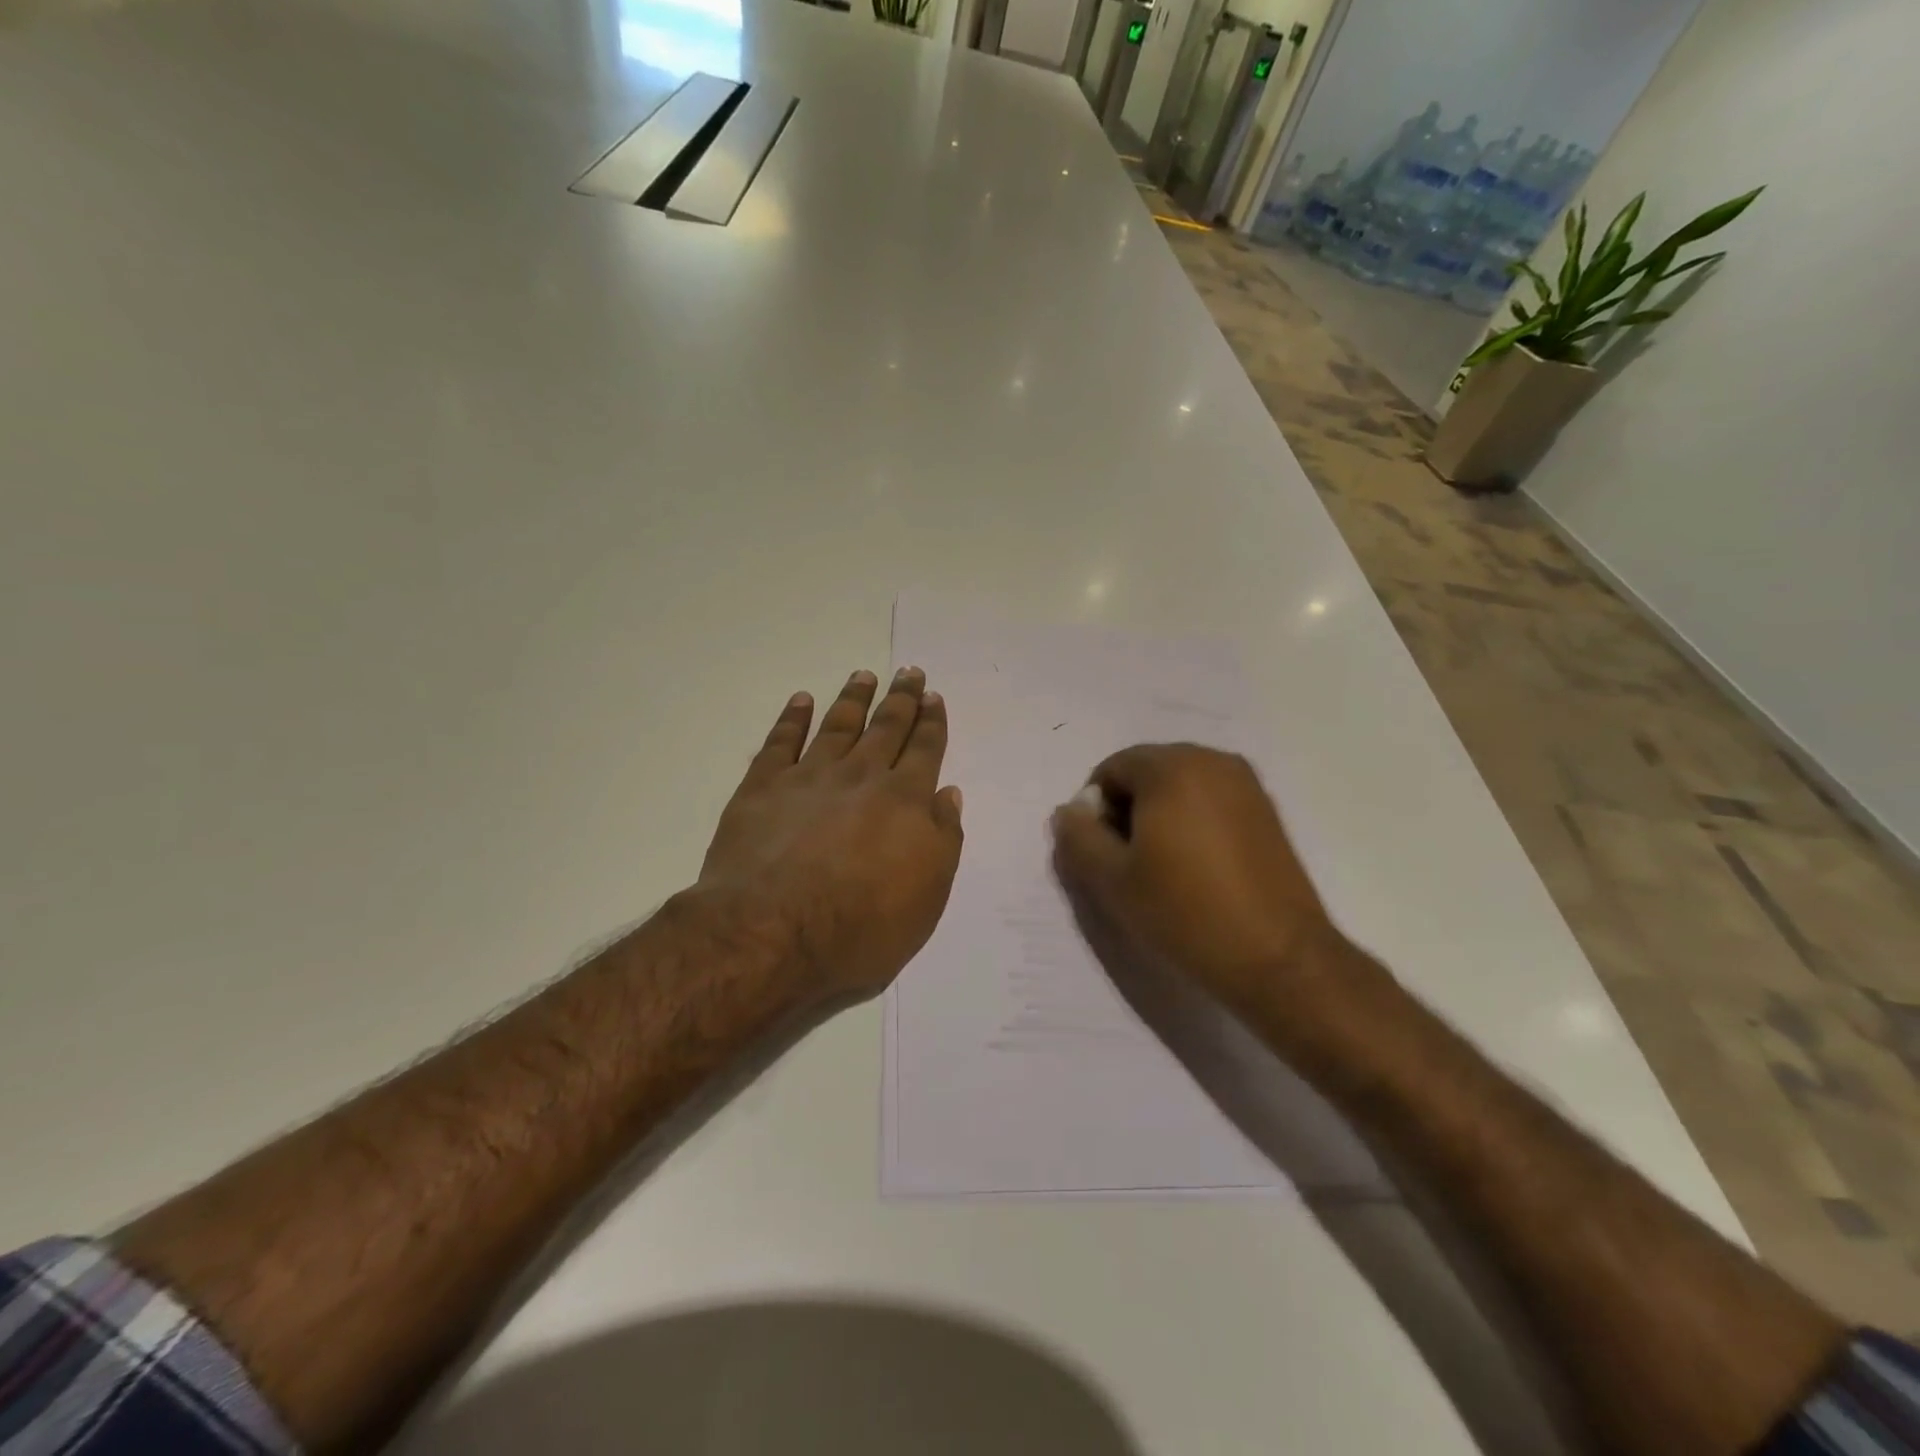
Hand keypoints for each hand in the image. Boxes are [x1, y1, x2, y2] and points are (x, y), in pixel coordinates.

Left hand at [697, 667, 963, 1005]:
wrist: (772, 933)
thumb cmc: (861, 926)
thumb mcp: (927, 896)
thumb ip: (943, 839)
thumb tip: (948, 793)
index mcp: (904, 801)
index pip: (925, 750)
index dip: (932, 722)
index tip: (934, 697)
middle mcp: (860, 777)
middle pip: (886, 728)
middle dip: (901, 699)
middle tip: (909, 671)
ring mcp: (809, 778)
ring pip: (838, 725)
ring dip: (854, 698)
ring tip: (864, 675)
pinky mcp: (762, 788)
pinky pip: (781, 742)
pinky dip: (792, 718)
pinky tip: (801, 700)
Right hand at [1049, 745, 1333, 1009]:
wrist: (1277, 957)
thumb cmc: (1184, 912)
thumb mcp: (1112, 880)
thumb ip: (1078, 837)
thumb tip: (1069, 812)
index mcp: (1172, 767)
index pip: (1112, 769)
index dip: (1096, 809)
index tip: (1103, 853)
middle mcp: (1212, 760)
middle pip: (1147, 772)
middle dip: (1128, 809)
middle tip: (1128, 862)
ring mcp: (1246, 784)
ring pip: (1180, 787)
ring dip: (1159, 816)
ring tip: (1163, 868)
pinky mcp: (1267, 811)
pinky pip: (1211, 801)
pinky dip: (1192, 822)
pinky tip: (1196, 868)